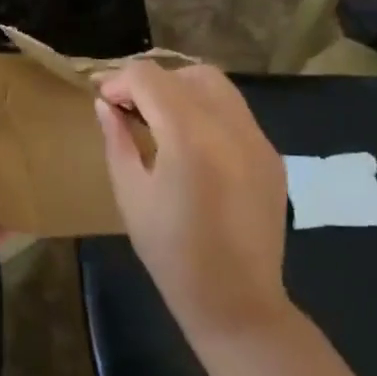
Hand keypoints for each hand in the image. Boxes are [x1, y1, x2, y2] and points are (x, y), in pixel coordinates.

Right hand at [96, 63, 290, 342]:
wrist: (237, 303)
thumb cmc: (172, 253)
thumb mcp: (130, 193)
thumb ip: (116, 139)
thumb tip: (105, 104)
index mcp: (189, 136)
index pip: (149, 77)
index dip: (120, 81)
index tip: (104, 101)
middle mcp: (229, 126)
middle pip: (187, 72)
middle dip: (154, 81)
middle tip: (133, 109)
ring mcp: (257, 139)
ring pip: (217, 86)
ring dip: (183, 90)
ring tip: (162, 121)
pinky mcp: (271, 155)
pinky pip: (235, 113)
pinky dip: (208, 112)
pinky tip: (193, 144)